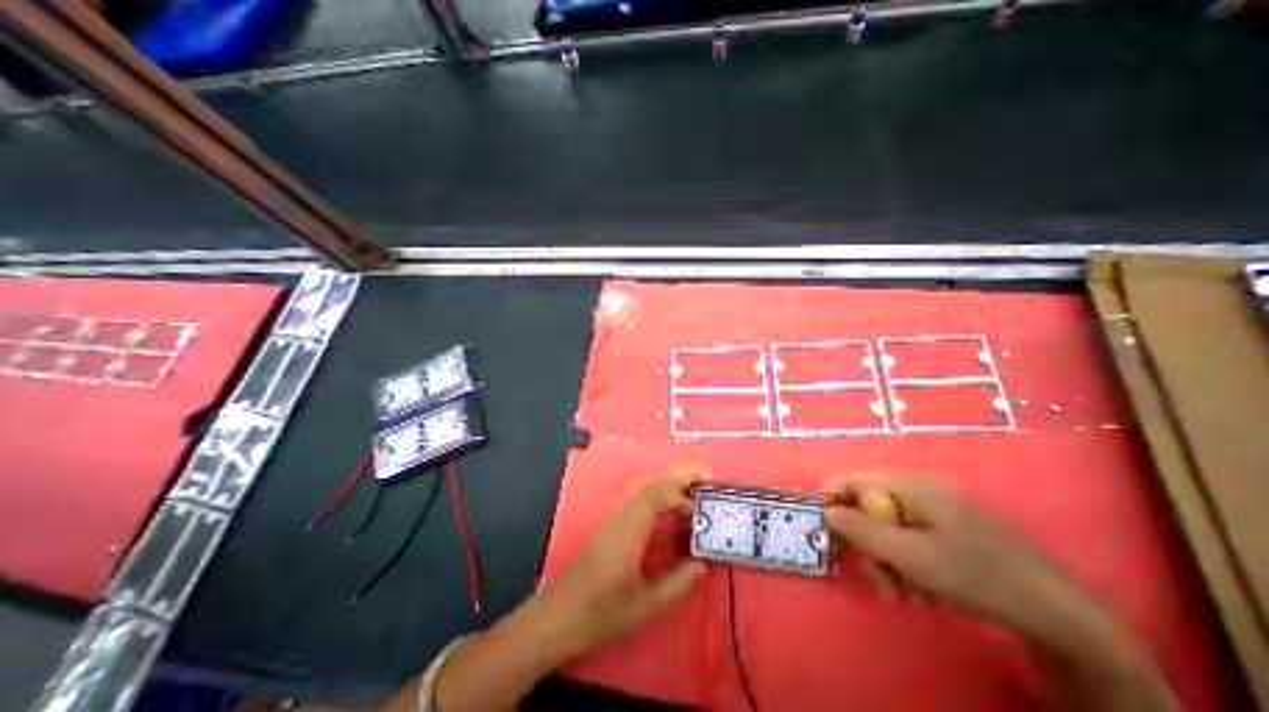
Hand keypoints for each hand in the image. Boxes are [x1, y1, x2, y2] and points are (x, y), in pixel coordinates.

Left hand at [533, 467, 709, 660]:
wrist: (555, 619)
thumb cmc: (599, 614)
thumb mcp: (644, 606)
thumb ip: (677, 584)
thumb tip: (703, 564)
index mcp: (629, 531)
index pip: (656, 495)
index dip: (682, 491)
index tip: (703, 503)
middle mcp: (621, 519)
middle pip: (650, 487)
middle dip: (678, 477)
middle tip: (705, 478)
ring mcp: (613, 523)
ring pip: (643, 494)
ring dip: (668, 489)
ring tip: (693, 497)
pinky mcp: (609, 531)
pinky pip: (638, 506)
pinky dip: (658, 502)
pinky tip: (669, 517)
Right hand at [824, 476, 1102, 641]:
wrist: (1061, 615)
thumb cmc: (977, 576)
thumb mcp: (911, 557)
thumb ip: (863, 531)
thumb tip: (827, 512)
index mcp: (912, 488)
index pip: (856, 479)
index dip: (833, 496)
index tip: (821, 523)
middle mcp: (922, 493)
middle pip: (873, 509)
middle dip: (870, 546)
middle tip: (879, 580)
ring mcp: (939, 513)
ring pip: (892, 530)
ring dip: (890, 563)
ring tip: (905, 596)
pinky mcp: (952, 532)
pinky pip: (913, 541)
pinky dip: (910, 565)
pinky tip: (924, 593)